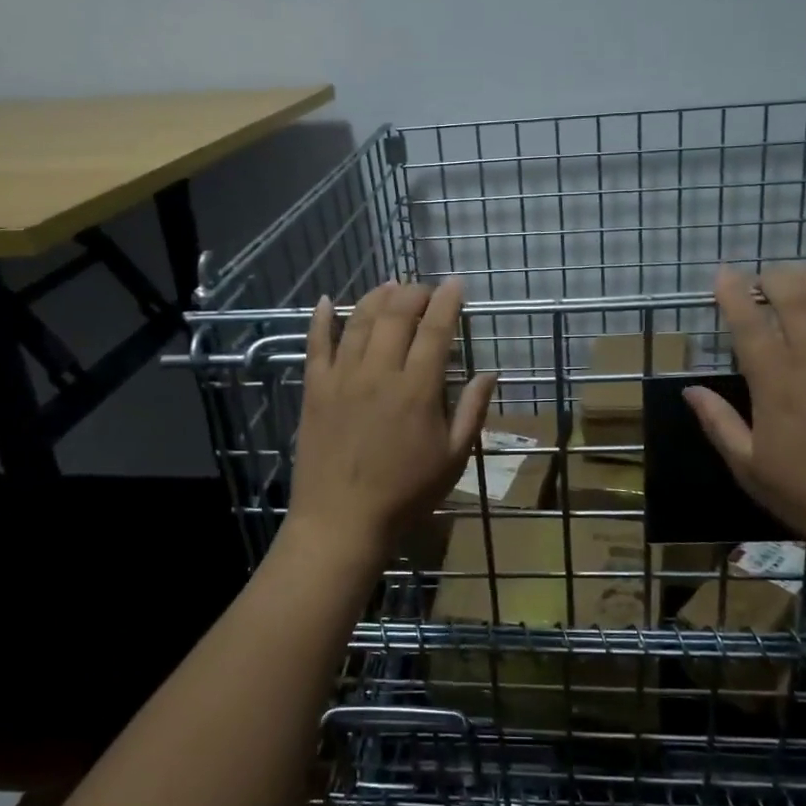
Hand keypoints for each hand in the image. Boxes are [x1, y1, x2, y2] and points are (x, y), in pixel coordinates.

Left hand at [287, 281, 496, 560]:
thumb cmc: (405, 494)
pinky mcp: (315, 389)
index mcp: (417, 389)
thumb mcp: (453, 458)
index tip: (456, 284)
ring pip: (359, 322)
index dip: (447, 302)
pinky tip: (326, 301)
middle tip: (424, 288)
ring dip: (376, 297)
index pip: (435, 331)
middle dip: (414, 293)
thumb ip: (472, 411)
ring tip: (390, 286)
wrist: (342, 521)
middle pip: (396, 315)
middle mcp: (379, 372)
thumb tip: (490, 373)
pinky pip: (316, 345)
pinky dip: (321, 320)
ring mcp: (342, 378)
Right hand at [685, 266, 805, 565]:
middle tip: (761, 277)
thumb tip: (690, 390)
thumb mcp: (748, 466)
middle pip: (796, 301)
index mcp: (777, 385)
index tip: (723, 274)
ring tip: (798, 273)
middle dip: (775, 279)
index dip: (734, 294)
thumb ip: (718, 422)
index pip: (750, 325)